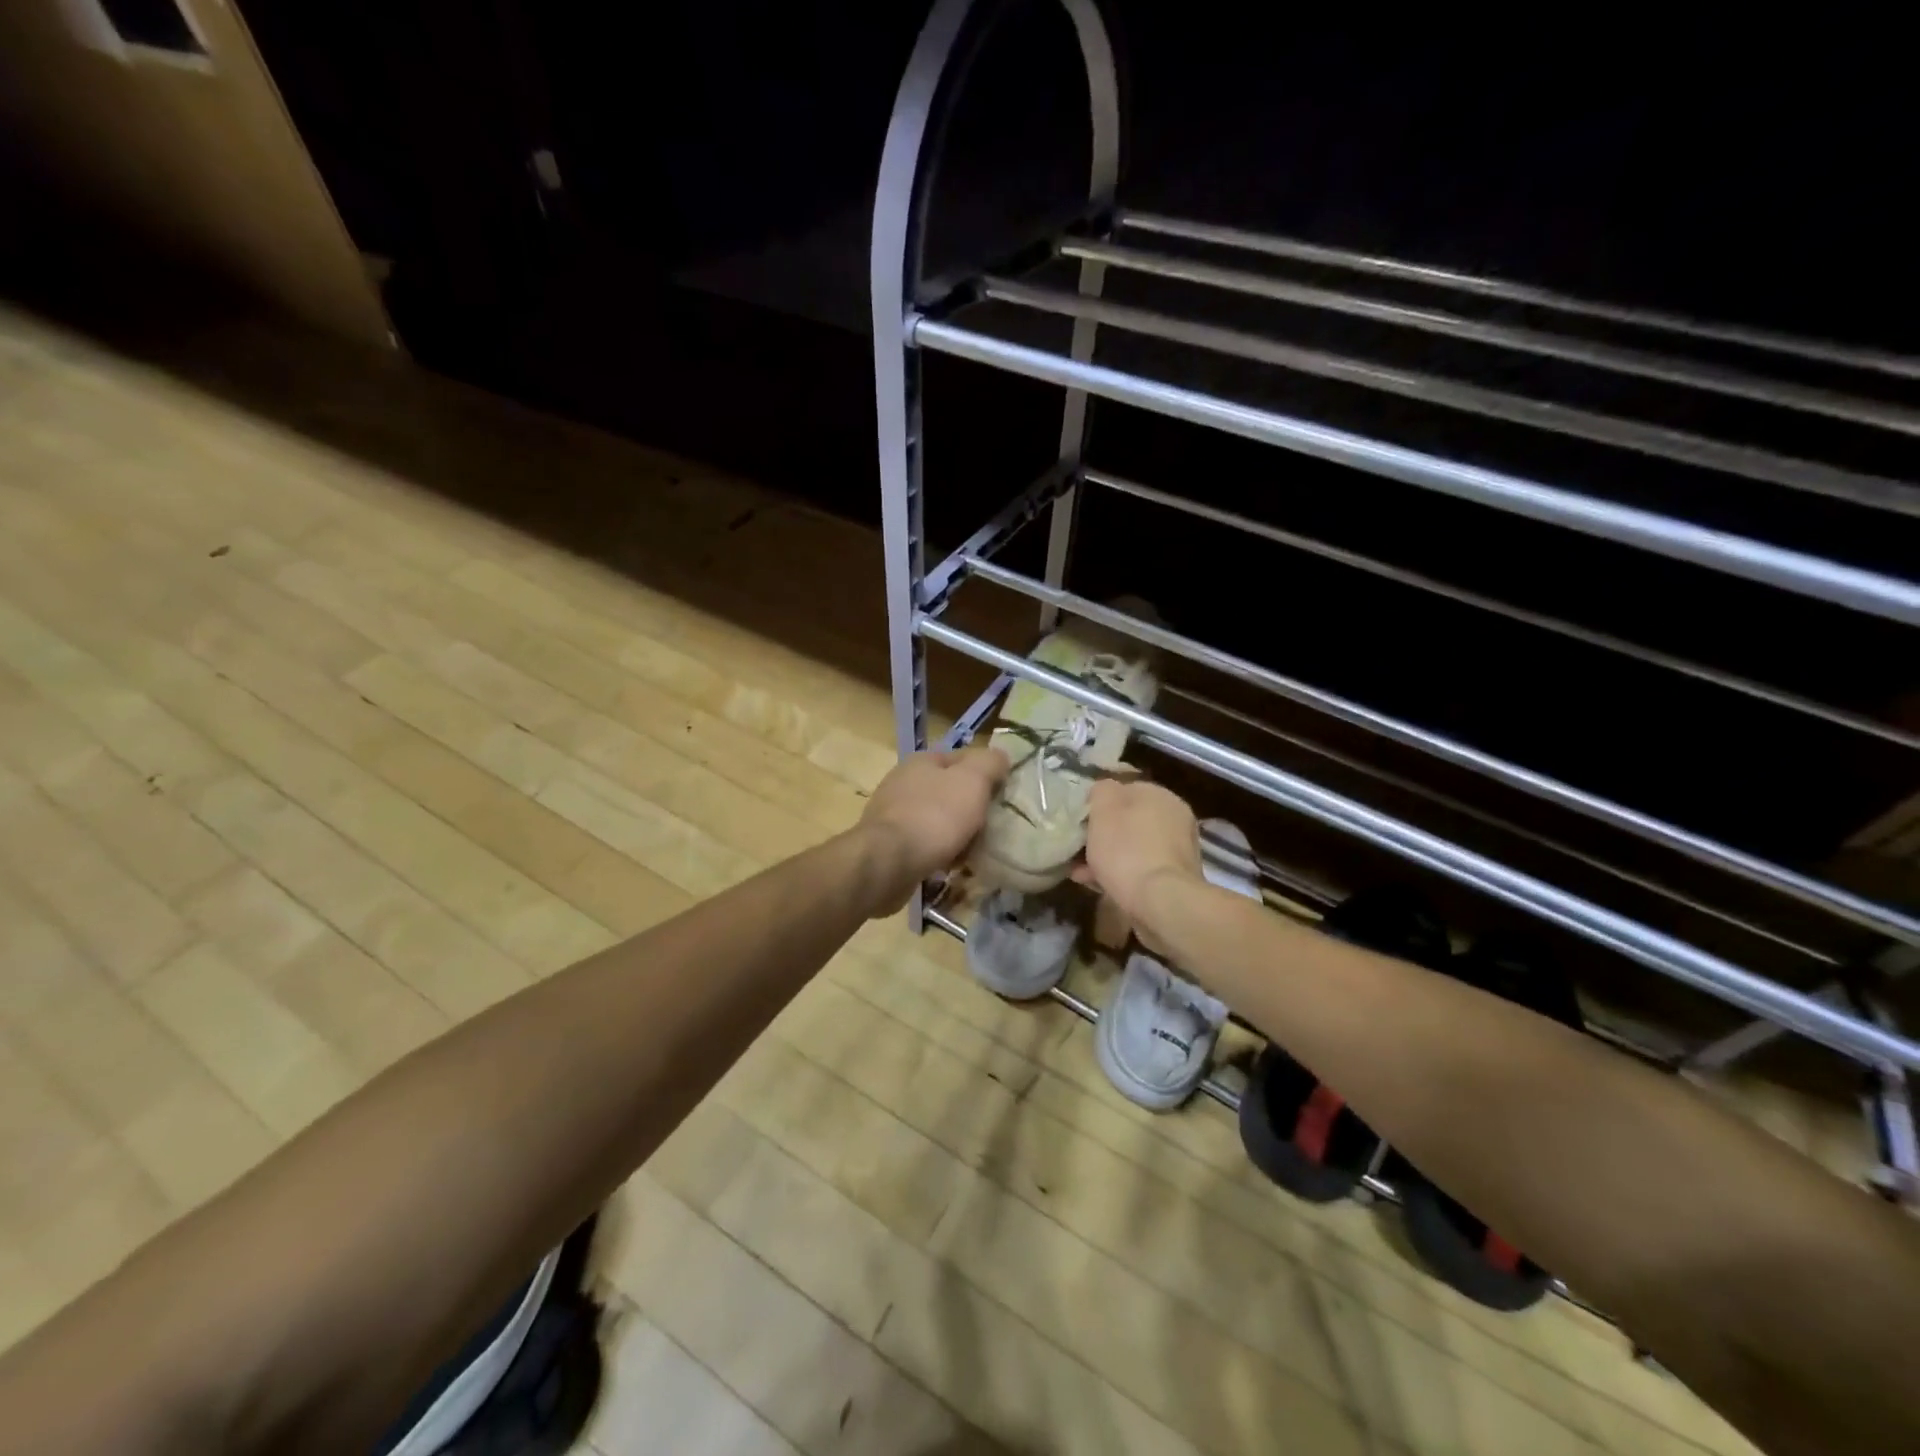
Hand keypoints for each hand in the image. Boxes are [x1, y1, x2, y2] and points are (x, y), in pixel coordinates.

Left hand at [855, 746, 1009, 914]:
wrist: (889, 862)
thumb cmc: (935, 816)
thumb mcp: (973, 781)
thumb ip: (990, 764)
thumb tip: (1000, 757)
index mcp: (921, 761)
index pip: (961, 758)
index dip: (985, 773)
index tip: (1003, 795)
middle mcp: (903, 782)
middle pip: (949, 791)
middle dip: (970, 809)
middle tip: (990, 827)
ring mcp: (892, 814)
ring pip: (937, 819)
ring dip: (956, 834)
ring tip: (973, 852)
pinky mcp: (888, 844)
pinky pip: (923, 844)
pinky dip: (939, 853)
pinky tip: (950, 866)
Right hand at [1071, 779, 1204, 942]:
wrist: (1162, 902)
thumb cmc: (1127, 850)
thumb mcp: (1103, 809)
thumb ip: (1102, 791)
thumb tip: (1104, 790)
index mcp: (1159, 795)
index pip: (1123, 789)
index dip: (1098, 803)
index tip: (1079, 821)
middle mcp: (1174, 817)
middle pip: (1128, 820)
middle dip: (1102, 834)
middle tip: (1078, 848)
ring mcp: (1177, 849)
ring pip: (1132, 846)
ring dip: (1108, 856)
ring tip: (1080, 872)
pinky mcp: (1175, 878)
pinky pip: (1140, 868)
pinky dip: (1120, 874)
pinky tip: (1097, 885)